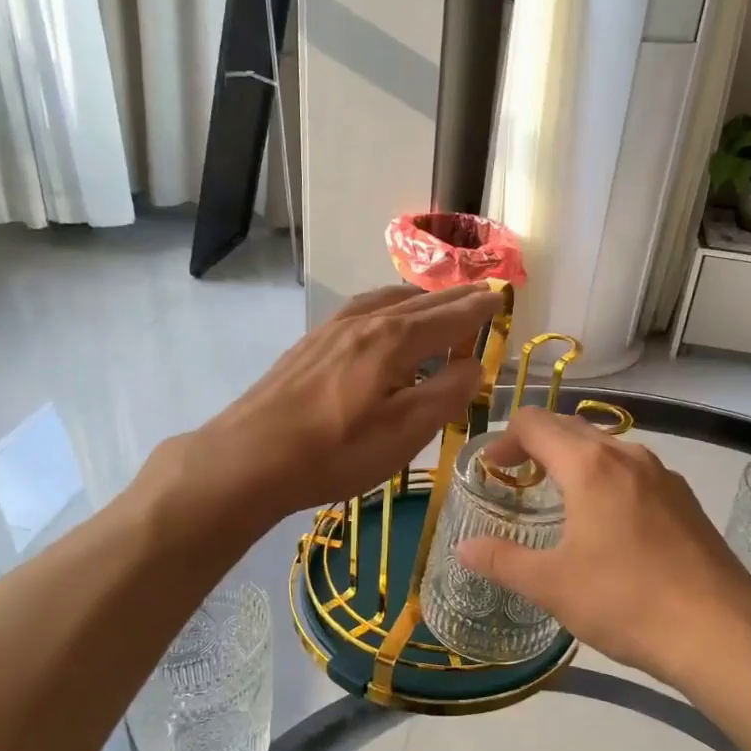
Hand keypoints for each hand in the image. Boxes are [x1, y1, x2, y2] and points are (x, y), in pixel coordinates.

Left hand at [169, 284, 504, 522]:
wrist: (249, 457)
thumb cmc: (336, 451)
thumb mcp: (405, 432)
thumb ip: (446, 394)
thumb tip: (473, 365)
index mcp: (394, 339)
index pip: (449, 317)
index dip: (478, 309)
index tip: (500, 297)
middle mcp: (364, 322)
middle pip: (419, 302)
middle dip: (453, 298)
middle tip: (479, 293)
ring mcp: (330, 330)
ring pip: (384, 300)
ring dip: (417, 299)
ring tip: (433, 304)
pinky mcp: (308, 345)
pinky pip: (359, 311)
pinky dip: (385, 307)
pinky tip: (378, 321)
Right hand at [455, 408, 750, 687]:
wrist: (721, 632)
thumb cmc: (626, 602)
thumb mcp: (552, 586)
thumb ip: (501, 560)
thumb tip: (463, 547)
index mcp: (589, 465)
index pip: (535, 422)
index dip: (505, 439)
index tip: (492, 471)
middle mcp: (627, 455)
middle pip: (570, 427)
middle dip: (536, 445)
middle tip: (516, 481)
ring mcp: (663, 474)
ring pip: (606, 447)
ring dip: (573, 460)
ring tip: (559, 499)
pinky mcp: (685, 499)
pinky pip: (633, 470)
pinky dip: (606, 478)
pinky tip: (608, 523)